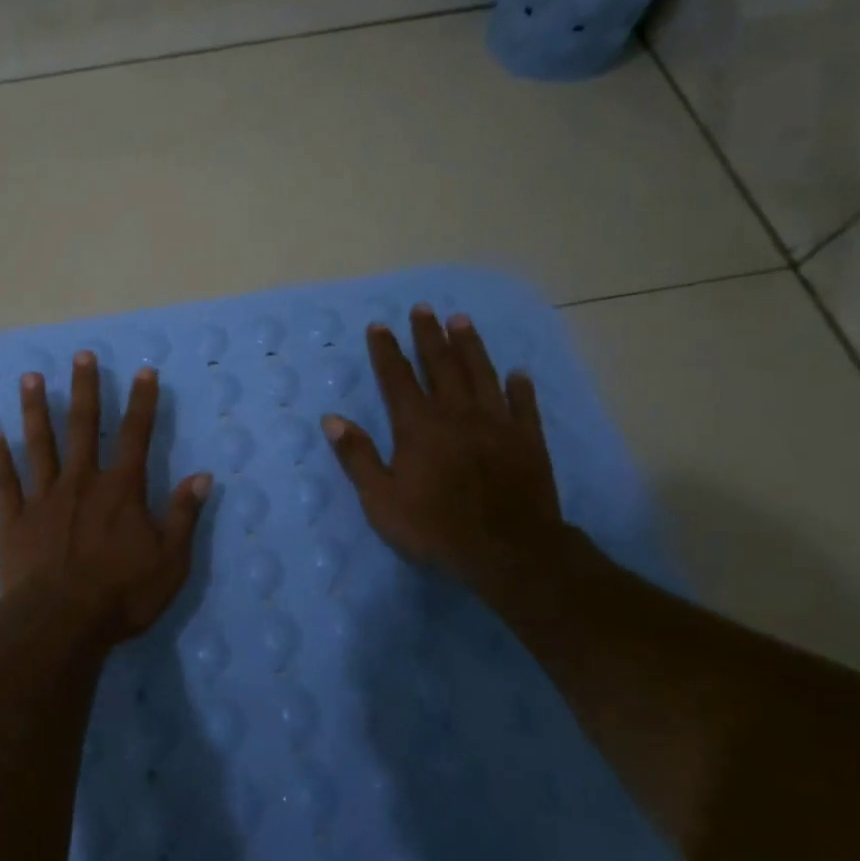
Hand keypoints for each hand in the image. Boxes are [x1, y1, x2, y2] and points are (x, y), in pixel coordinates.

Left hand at [0, 351, 212, 648]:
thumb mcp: (169, 562)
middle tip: (81, 355)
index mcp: (121, 490)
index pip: (136, 435)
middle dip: (85, 389)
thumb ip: (183, 516)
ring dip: (36, 409)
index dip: (143, 402)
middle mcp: (81, 482)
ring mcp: (44, 497)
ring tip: (31, 378)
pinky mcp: (14, 519)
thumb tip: (203, 475)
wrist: (59, 625)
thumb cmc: (120, 596)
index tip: (144, 371)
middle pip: (84, 426)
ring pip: (39, 444)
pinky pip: (5, 482)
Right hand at [322, 306, 565, 589]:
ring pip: (482, 375)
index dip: (387, 351)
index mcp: (419, 426)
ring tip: (462, 320)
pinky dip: (520, 387)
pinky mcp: (527, 441)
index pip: (398, 378)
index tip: (380, 325)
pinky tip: (518, 373)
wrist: (508, 552)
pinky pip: (524, 406)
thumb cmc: (435, 527)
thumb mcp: (381, 499)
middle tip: (423, 308)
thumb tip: (332, 419)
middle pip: (441, 365)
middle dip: (429, 335)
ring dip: (471, 346)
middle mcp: (457, 414)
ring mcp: (496, 424)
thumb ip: (358, 456)